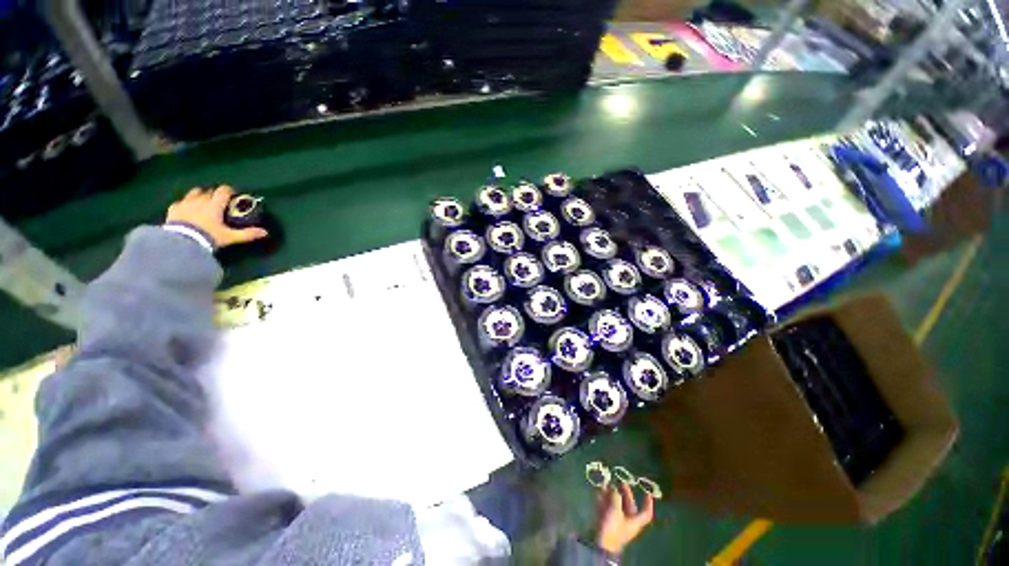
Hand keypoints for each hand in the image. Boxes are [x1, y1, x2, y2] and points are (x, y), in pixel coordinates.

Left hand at [166, 185, 267, 248]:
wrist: (181, 242)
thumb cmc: (208, 236)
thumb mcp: (230, 237)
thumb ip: (247, 234)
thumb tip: (265, 232)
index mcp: (214, 204)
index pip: (223, 191)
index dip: (229, 190)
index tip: (233, 194)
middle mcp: (200, 200)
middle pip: (208, 191)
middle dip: (214, 194)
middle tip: (218, 201)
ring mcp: (185, 203)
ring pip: (193, 193)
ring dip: (198, 195)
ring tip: (202, 203)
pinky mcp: (173, 209)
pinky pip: (179, 202)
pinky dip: (184, 204)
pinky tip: (186, 210)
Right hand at [595, 481, 654, 555]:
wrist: (600, 544)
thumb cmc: (613, 528)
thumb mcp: (616, 510)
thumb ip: (616, 497)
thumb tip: (614, 488)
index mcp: (635, 521)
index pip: (646, 513)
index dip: (648, 504)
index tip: (648, 493)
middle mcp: (627, 521)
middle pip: (629, 505)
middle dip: (625, 493)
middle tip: (621, 482)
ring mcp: (616, 522)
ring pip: (616, 505)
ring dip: (611, 494)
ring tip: (606, 483)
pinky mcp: (606, 522)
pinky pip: (606, 507)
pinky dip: (603, 499)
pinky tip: (598, 491)